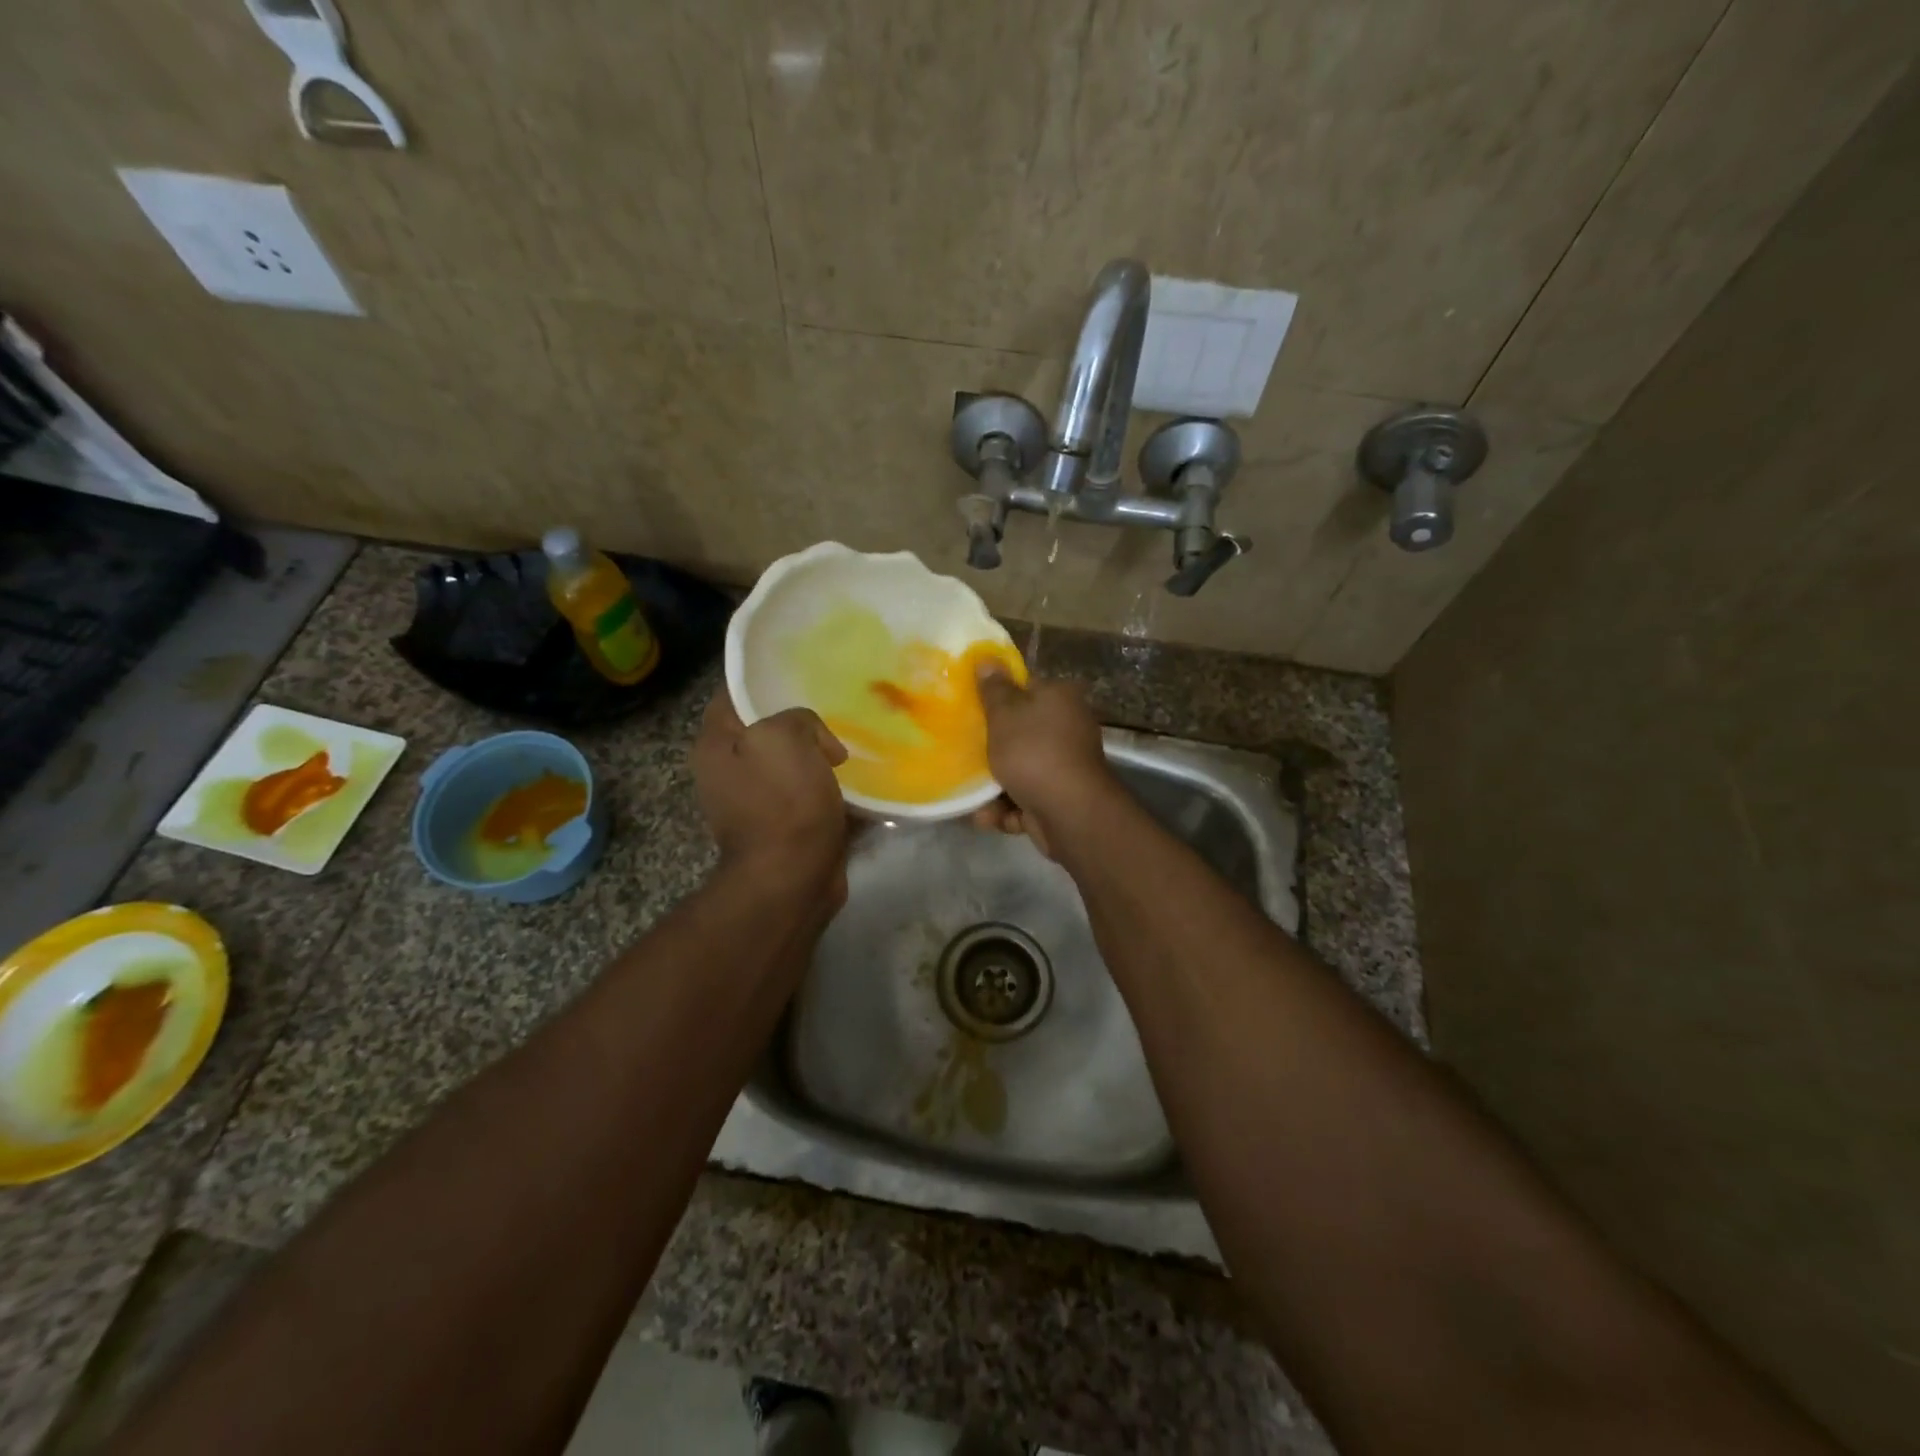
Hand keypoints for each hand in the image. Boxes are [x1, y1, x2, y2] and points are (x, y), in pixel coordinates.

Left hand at [693, 694, 848, 901]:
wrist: (792, 878)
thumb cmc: (782, 802)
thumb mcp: (786, 737)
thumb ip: (797, 718)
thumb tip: (819, 745)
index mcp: (715, 744)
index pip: (732, 693)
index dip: (763, 679)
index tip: (801, 673)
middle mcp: (727, 771)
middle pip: (764, 729)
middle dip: (799, 721)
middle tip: (835, 710)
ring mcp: (753, 801)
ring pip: (790, 762)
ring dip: (817, 756)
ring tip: (851, 745)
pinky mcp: (781, 827)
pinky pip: (806, 794)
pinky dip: (827, 788)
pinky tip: (854, 781)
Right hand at [970, 664, 1114, 858]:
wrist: (1069, 813)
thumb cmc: (1034, 753)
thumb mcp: (1005, 715)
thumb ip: (994, 690)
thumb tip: (987, 659)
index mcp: (1060, 699)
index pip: (1026, 688)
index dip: (997, 697)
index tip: (971, 708)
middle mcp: (1068, 728)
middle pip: (1021, 732)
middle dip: (993, 748)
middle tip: (964, 752)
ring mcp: (1066, 766)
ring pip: (1020, 770)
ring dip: (995, 786)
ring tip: (973, 798)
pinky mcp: (1060, 799)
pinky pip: (1026, 799)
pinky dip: (1008, 809)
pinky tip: (989, 817)